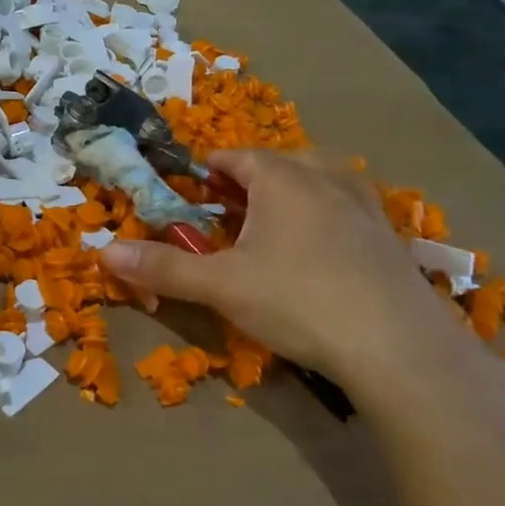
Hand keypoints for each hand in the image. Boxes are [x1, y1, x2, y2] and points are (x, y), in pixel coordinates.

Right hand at [99, 149, 466, 388]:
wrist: (399, 349)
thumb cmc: (299, 302)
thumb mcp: (220, 286)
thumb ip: (163, 267)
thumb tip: (105, 252)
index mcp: (282, 180)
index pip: (237, 156)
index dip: (208, 168)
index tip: (190, 186)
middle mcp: (326, 180)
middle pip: (280, 163)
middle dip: (247, 179)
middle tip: (224, 207)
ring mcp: (365, 207)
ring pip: (320, 181)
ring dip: (289, 192)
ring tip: (269, 223)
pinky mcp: (389, 239)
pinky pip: (347, 208)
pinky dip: (322, 216)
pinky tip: (315, 252)